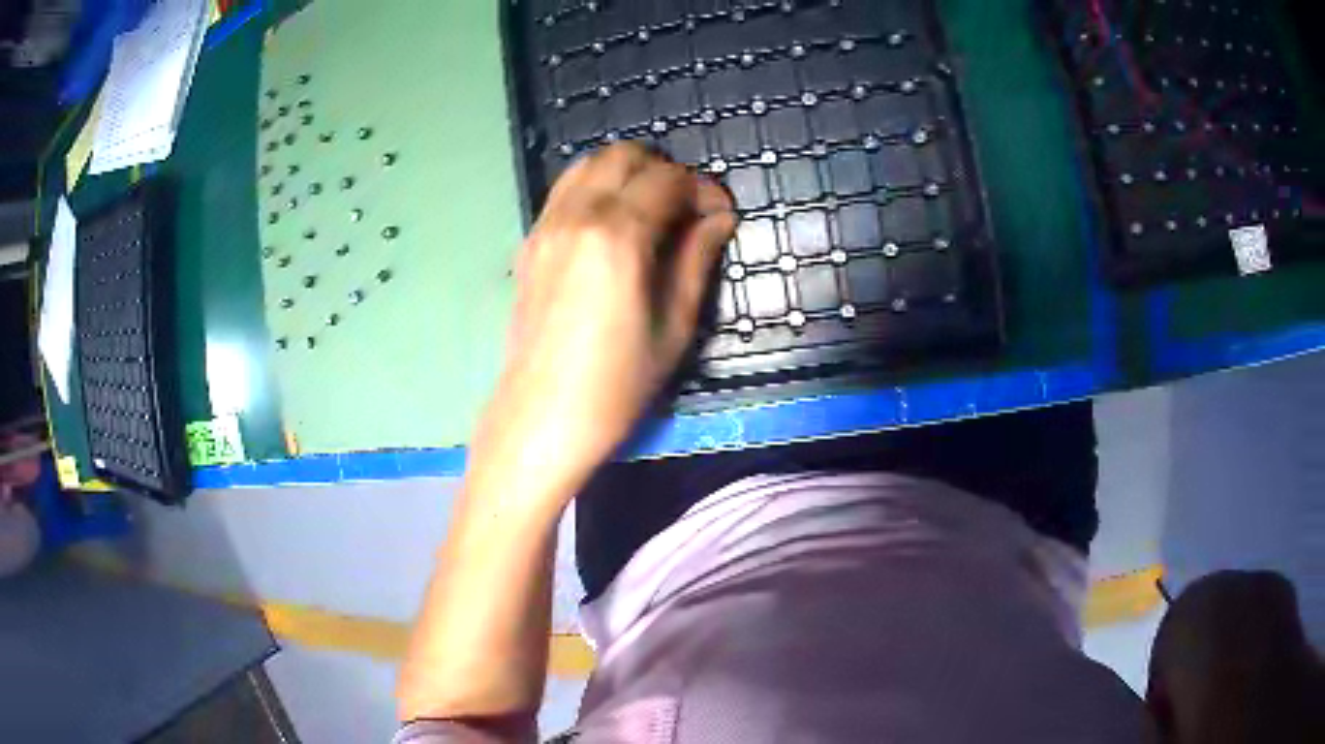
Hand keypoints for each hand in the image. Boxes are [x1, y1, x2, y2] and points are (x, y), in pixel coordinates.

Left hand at [472, 143, 736, 501]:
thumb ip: (697, 259)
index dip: (704, 189)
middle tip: (686, 208)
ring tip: (650, 210)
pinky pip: (564, 191)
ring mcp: (545, 226)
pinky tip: (612, 226)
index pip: (669, 179)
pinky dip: (595, 189)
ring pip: (588, 164)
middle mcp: (576, 216)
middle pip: (623, 155)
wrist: (542, 417)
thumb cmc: (617, 384)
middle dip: (664, 169)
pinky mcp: (529, 243)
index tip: (721, 215)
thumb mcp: (675, 325)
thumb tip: (719, 218)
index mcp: (617, 235)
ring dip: (626, 173)